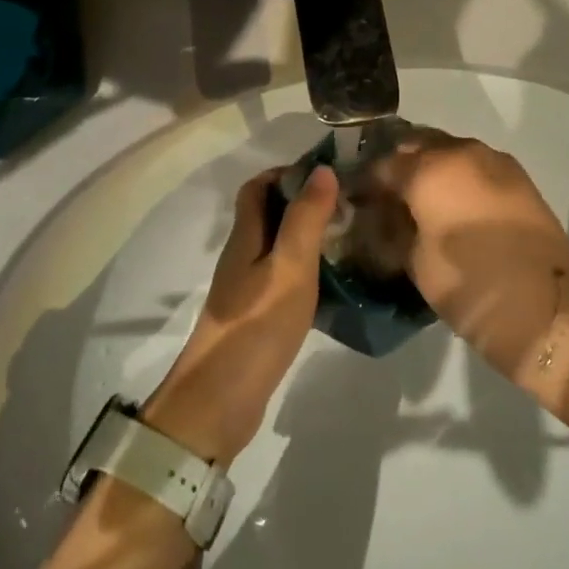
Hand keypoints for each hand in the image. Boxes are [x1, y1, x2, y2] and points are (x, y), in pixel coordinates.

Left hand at [144, 165, 338, 465]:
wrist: (220, 400)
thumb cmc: (257, 325)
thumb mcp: (290, 267)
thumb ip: (305, 219)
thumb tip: (321, 169)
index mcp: (245, 237)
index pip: (256, 188)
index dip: (285, 173)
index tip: (326, 173)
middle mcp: (242, 257)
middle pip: (267, 215)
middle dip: (302, 202)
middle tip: (346, 204)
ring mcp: (247, 290)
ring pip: (276, 247)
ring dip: (306, 236)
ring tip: (347, 237)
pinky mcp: (256, 318)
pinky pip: (281, 278)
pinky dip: (305, 270)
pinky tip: (332, 281)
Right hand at [360, 131, 568, 380]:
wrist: (549, 312)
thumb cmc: (472, 287)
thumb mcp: (416, 263)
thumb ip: (394, 229)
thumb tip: (384, 216)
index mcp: (431, 169)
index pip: (383, 165)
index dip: (364, 184)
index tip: (355, 203)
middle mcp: (462, 152)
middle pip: (417, 146)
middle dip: (397, 167)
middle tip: (385, 199)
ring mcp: (495, 162)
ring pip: (448, 151)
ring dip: (428, 169)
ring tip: (418, 204)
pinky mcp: (518, 178)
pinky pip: (474, 165)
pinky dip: (456, 177)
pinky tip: (450, 206)